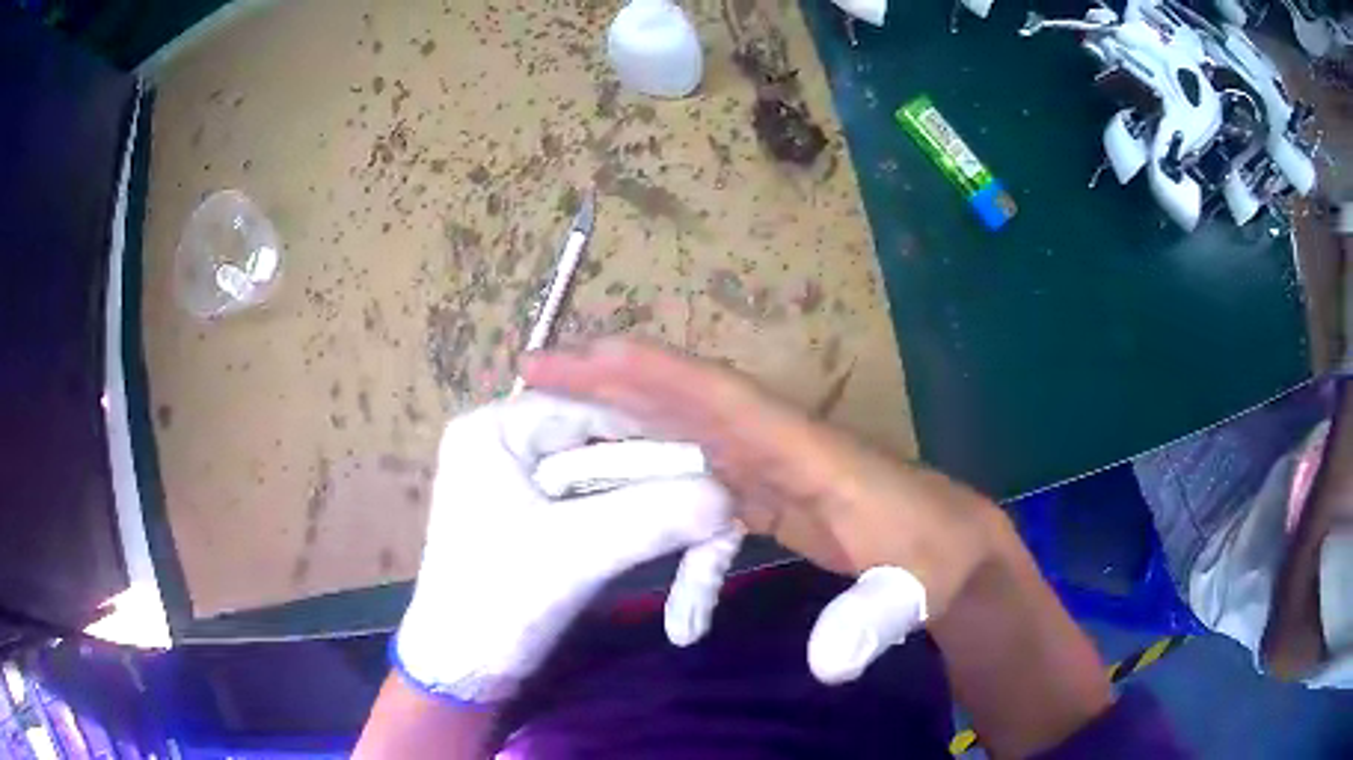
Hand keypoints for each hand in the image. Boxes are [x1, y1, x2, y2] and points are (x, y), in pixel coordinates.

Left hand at [393, 392, 731, 702]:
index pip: (592, 407)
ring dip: (650, 507)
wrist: (461, 669)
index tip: (712, 466)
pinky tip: (666, 545)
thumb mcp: (576, 554)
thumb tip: (727, 497)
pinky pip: (598, 503)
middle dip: (656, 480)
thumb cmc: (497, 602)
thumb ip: (652, 516)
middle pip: (601, 442)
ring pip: (606, 476)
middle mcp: (506, 440)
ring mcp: (519, 477)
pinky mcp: (534, 514)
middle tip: (712, 508)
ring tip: (699, 531)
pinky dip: (633, 524)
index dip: (654, 434)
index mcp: (495, 428)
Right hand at [524, 338, 1001, 682]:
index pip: (723, 400)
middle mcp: (777, 444)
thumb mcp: (913, 591)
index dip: (655, 374)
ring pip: (682, 432)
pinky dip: (655, 479)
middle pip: (684, 400)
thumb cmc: (936, 561)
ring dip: (621, 420)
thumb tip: (828, 664)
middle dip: (611, 381)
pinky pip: (697, 476)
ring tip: (556, 419)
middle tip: (538, 370)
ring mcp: (769, 467)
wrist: (953, 553)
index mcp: (806, 451)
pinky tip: (622, 498)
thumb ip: (873, 618)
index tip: (588, 356)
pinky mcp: (767, 494)